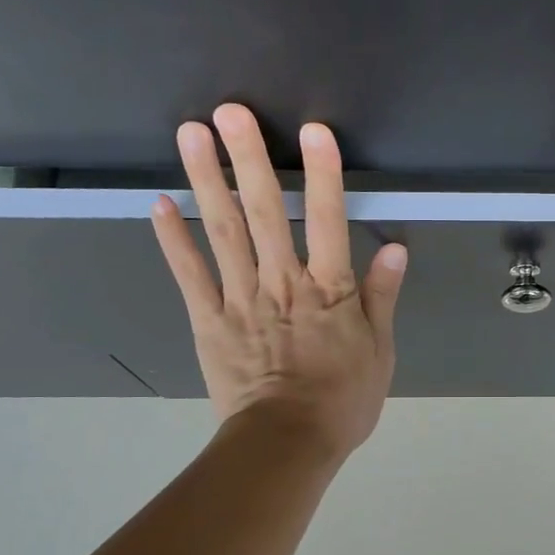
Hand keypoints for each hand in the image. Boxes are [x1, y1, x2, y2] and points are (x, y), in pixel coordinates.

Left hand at [152, 103, 405, 456]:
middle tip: (231, 111)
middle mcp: (281, 283)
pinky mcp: (208, 321)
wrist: (286, 444)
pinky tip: (160, 203)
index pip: (329, 221)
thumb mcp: (379, 351)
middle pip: (265, 213)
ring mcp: (239, 299)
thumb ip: (381, 297)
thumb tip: (394, 248)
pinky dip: (174, 240)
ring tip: (192, 135)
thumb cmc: (342, 400)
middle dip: (250, 159)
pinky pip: (190, 276)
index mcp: (328, 290)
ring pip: (223, 233)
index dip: (323, 174)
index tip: (314, 131)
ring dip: (208, 181)